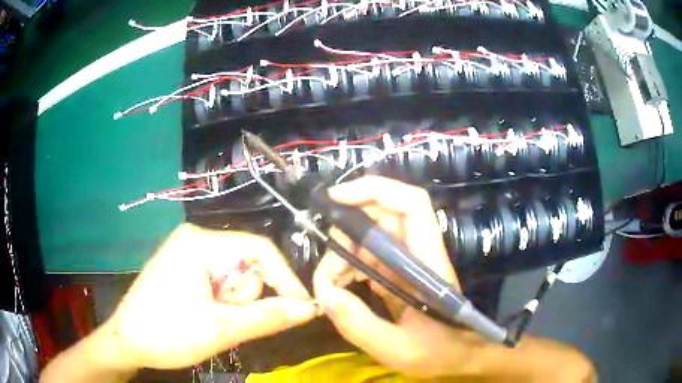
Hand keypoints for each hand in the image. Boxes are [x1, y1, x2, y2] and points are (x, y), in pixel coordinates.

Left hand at [98, 224, 317, 370]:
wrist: (127, 343)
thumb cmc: (165, 333)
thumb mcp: (219, 329)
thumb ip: (267, 317)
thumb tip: (310, 308)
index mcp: (199, 242)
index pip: (259, 249)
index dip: (285, 278)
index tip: (302, 309)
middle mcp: (196, 240)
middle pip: (247, 264)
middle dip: (244, 298)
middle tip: (224, 320)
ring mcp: (190, 254)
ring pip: (236, 277)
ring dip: (234, 305)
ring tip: (211, 320)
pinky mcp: (188, 270)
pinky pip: (222, 283)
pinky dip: (224, 304)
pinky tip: (206, 317)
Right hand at [313, 176, 488, 377]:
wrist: (461, 357)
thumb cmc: (441, 352)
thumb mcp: (400, 350)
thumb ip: (361, 326)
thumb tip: (325, 294)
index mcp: (427, 262)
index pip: (411, 205)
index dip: (375, 190)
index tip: (336, 198)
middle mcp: (417, 254)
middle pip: (383, 216)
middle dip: (347, 229)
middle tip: (326, 263)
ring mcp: (406, 265)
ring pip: (370, 237)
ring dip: (343, 253)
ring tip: (329, 284)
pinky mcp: (397, 277)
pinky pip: (367, 259)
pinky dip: (347, 268)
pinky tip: (338, 290)